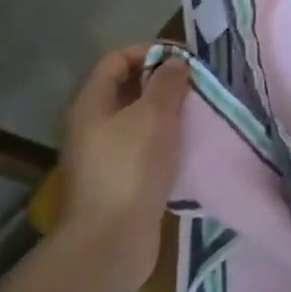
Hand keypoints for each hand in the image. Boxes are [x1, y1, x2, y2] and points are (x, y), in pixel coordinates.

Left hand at [59, 44, 189, 286]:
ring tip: (199, 112)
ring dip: (168, 112)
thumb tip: (175, 62)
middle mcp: (92, 126)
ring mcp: (104, 155)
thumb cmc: (131, 168)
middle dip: (163, 81)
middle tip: (197, 84)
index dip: (149, 50)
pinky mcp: (119, 180)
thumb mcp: (154, 116)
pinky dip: (167, 140)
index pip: (116, 59)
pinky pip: (145, 147)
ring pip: (138, 119)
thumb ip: (167, 83)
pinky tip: (189, 145)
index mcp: (92, 104)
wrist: (111, 241)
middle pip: (128, 88)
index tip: (185, 58)